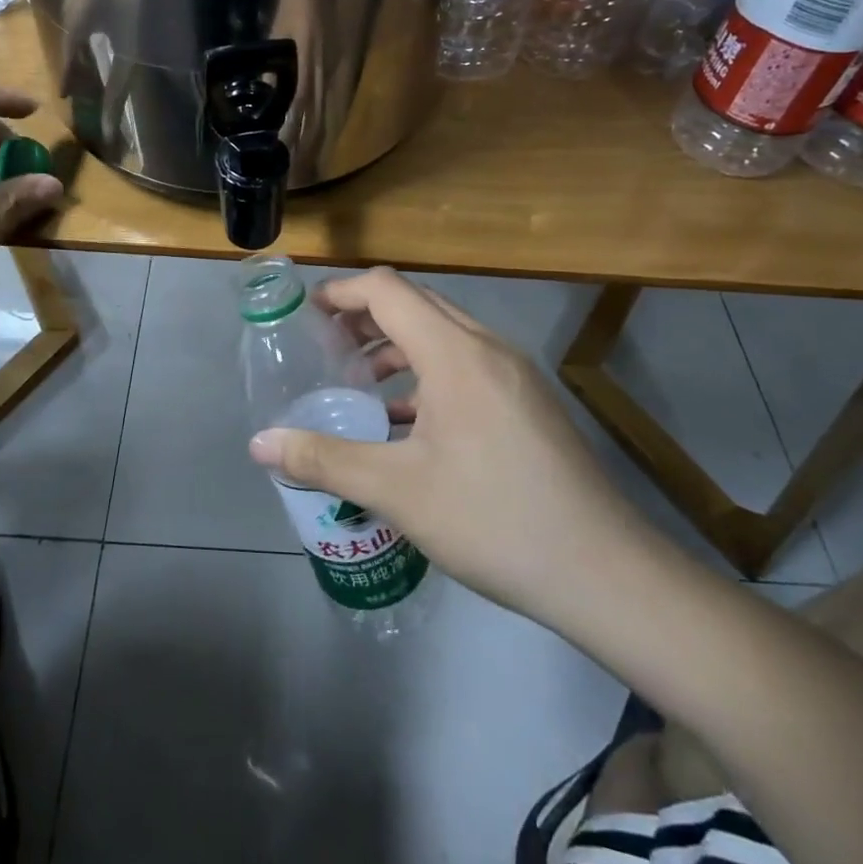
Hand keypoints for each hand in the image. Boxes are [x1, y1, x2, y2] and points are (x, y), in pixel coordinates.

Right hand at [249, 269, 661, 627]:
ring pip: (444, 333)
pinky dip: (428, 372)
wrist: (603, 572)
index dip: (342, 293)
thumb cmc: (492, 519)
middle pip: (417, 303)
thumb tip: (259, 445)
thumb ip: (324, 459)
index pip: (388, 290)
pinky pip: (467, 364)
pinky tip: (408, 420)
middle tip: (326, 347)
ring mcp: (515, 374)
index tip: (307, 315)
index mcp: (455, 353)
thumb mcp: (396, 491)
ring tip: (360, 381)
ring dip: (398, 345)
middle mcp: (487, 348)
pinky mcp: (529, 402)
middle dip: (366, 316)